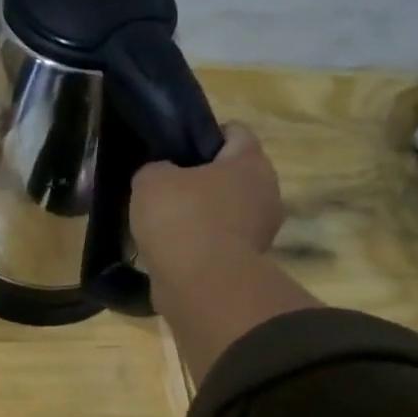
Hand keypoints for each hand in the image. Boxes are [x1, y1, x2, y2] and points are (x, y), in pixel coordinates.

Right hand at [130, 122, 283, 281]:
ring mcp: (261, 231)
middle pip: (233, 175)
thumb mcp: (151, 180)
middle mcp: (266, 192)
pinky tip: (173, 250)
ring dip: (203, 215)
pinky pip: (221, 242)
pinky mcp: (248, 263)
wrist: (201, 285)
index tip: (176, 149)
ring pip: (228, 211)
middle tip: (167, 187)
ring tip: (165, 223)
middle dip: (203, 179)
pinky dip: (201, 244)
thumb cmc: (182, 219)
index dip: (205, 135)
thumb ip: (155, 169)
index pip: (235, 132)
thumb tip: (162, 177)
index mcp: (250, 162)